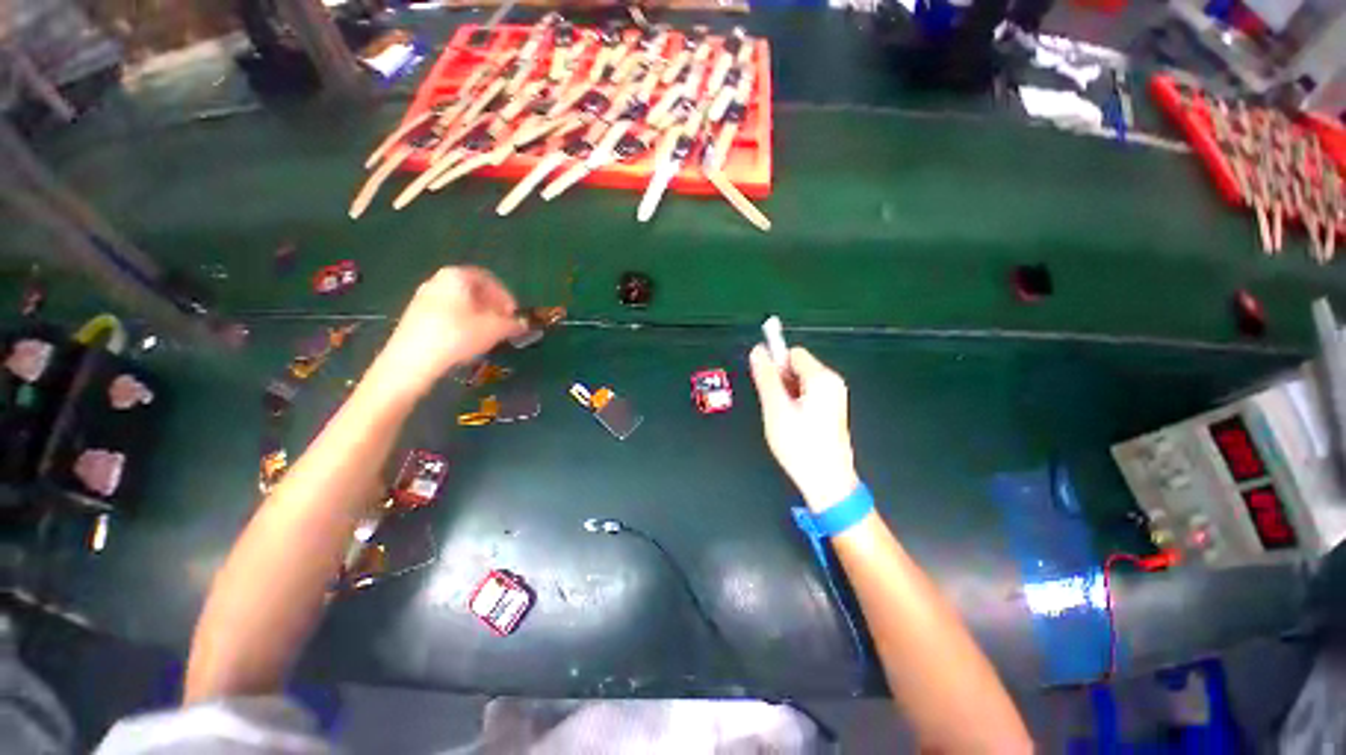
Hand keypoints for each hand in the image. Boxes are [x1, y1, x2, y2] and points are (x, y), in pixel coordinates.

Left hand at [370, 267, 526, 397]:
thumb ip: (513, 324)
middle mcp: (438, 280)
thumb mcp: (495, 329)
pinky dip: (463, 322)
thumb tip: (524, 324)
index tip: (514, 315)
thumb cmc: (458, 336)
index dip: (506, 296)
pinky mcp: (415, 315)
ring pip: (460, 303)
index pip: (489, 279)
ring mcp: (423, 297)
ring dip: (479, 316)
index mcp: (456, 276)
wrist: (412, 360)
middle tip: (503, 324)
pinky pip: (447, 313)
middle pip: (473, 290)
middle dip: (492, 306)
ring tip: (488, 335)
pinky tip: (467, 340)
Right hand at [750, 345, 858, 511]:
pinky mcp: (832, 409)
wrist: (826, 480)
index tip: (766, 385)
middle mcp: (832, 383)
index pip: (792, 353)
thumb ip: (766, 377)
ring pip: (800, 381)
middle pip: (797, 366)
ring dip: (786, 393)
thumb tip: (758, 352)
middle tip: (775, 405)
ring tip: (783, 417)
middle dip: (781, 381)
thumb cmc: (801, 446)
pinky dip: (795, 402)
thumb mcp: (776, 408)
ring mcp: (834, 396)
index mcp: (822, 378)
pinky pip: (808, 394)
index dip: (775, 365)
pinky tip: (792, 423)